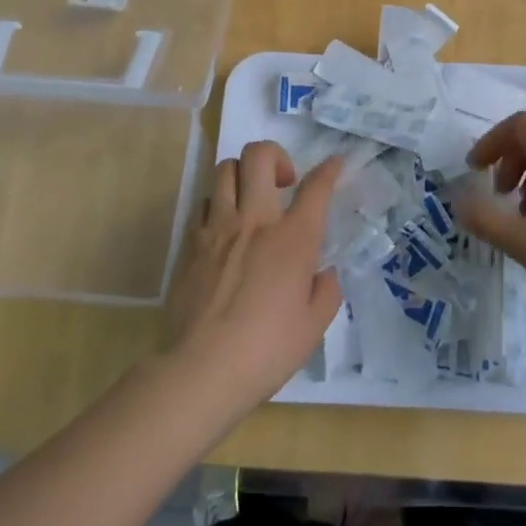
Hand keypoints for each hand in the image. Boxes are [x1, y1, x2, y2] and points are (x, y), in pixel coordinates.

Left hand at [163, 142, 343, 416]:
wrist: (202, 369)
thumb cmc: (267, 350)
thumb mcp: (314, 326)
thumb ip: (326, 291)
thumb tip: (323, 272)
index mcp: (293, 238)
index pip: (316, 187)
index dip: (329, 169)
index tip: (334, 164)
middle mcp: (255, 221)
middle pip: (259, 156)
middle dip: (276, 155)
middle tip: (283, 183)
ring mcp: (218, 228)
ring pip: (225, 170)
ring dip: (243, 175)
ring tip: (251, 200)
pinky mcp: (191, 244)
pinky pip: (204, 203)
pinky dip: (218, 204)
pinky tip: (225, 229)